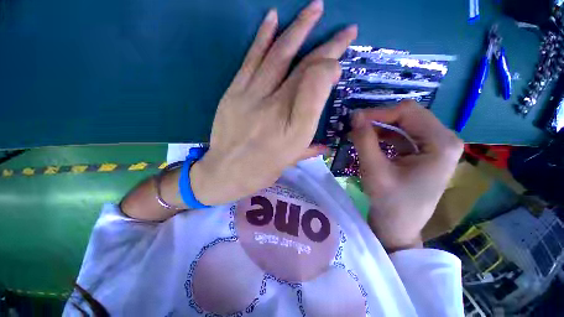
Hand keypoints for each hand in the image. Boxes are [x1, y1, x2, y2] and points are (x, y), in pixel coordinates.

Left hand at [191, 0, 357, 205]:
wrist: (225, 172)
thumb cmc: (261, 169)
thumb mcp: (290, 161)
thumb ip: (310, 144)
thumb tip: (326, 138)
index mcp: (292, 129)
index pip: (315, 89)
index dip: (331, 69)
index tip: (341, 59)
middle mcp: (275, 108)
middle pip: (303, 69)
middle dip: (326, 46)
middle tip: (345, 28)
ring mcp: (252, 96)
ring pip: (278, 56)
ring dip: (299, 29)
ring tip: (314, 8)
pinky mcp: (234, 92)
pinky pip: (251, 60)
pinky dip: (263, 36)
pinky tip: (274, 17)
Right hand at [350, 101, 462, 251]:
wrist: (398, 228)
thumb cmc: (390, 203)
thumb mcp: (374, 170)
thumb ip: (364, 140)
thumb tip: (355, 115)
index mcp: (442, 143)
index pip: (408, 112)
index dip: (378, 113)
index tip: (354, 120)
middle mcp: (444, 140)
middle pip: (408, 116)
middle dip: (378, 119)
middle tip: (354, 127)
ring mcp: (435, 147)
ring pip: (403, 125)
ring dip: (379, 128)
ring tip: (357, 134)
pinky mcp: (424, 154)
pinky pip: (402, 136)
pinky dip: (383, 136)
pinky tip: (368, 142)